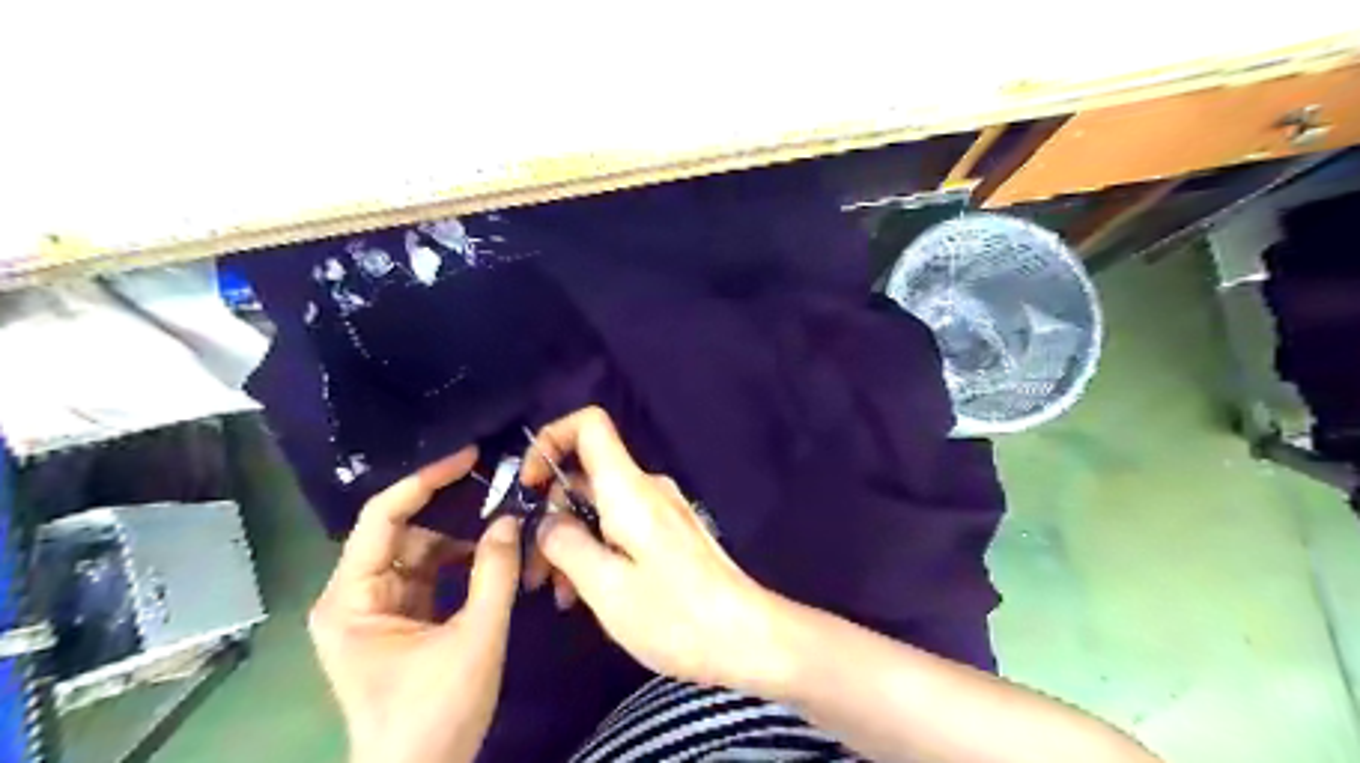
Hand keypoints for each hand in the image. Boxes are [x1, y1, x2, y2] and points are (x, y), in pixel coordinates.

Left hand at [310, 448, 522, 761]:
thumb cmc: (436, 714)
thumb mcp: (476, 638)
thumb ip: (495, 573)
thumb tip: (510, 519)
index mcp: (351, 599)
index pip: (382, 518)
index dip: (424, 481)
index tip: (468, 457)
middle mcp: (354, 596)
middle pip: (403, 533)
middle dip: (451, 514)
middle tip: (499, 492)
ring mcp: (375, 609)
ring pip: (420, 553)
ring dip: (461, 542)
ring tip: (506, 530)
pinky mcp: (397, 621)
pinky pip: (428, 576)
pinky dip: (460, 565)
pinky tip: (492, 561)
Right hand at [522, 409, 798, 692]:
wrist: (745, 636)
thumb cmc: (674, 613)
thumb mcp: (605, 586)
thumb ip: (566, 545)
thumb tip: (547, 522)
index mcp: (628, 488)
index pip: (590, 424)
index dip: (550, 439)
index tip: (528, 486)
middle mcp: (646, 488)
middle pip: (586, 474)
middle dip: (551, 514)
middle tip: (535, 572)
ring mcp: (660, 510)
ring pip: (600, 506)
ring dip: (571, 540)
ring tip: (560, 595)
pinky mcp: (669, 533)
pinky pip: (620, 525)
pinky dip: (597, 549)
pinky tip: (589, 594)